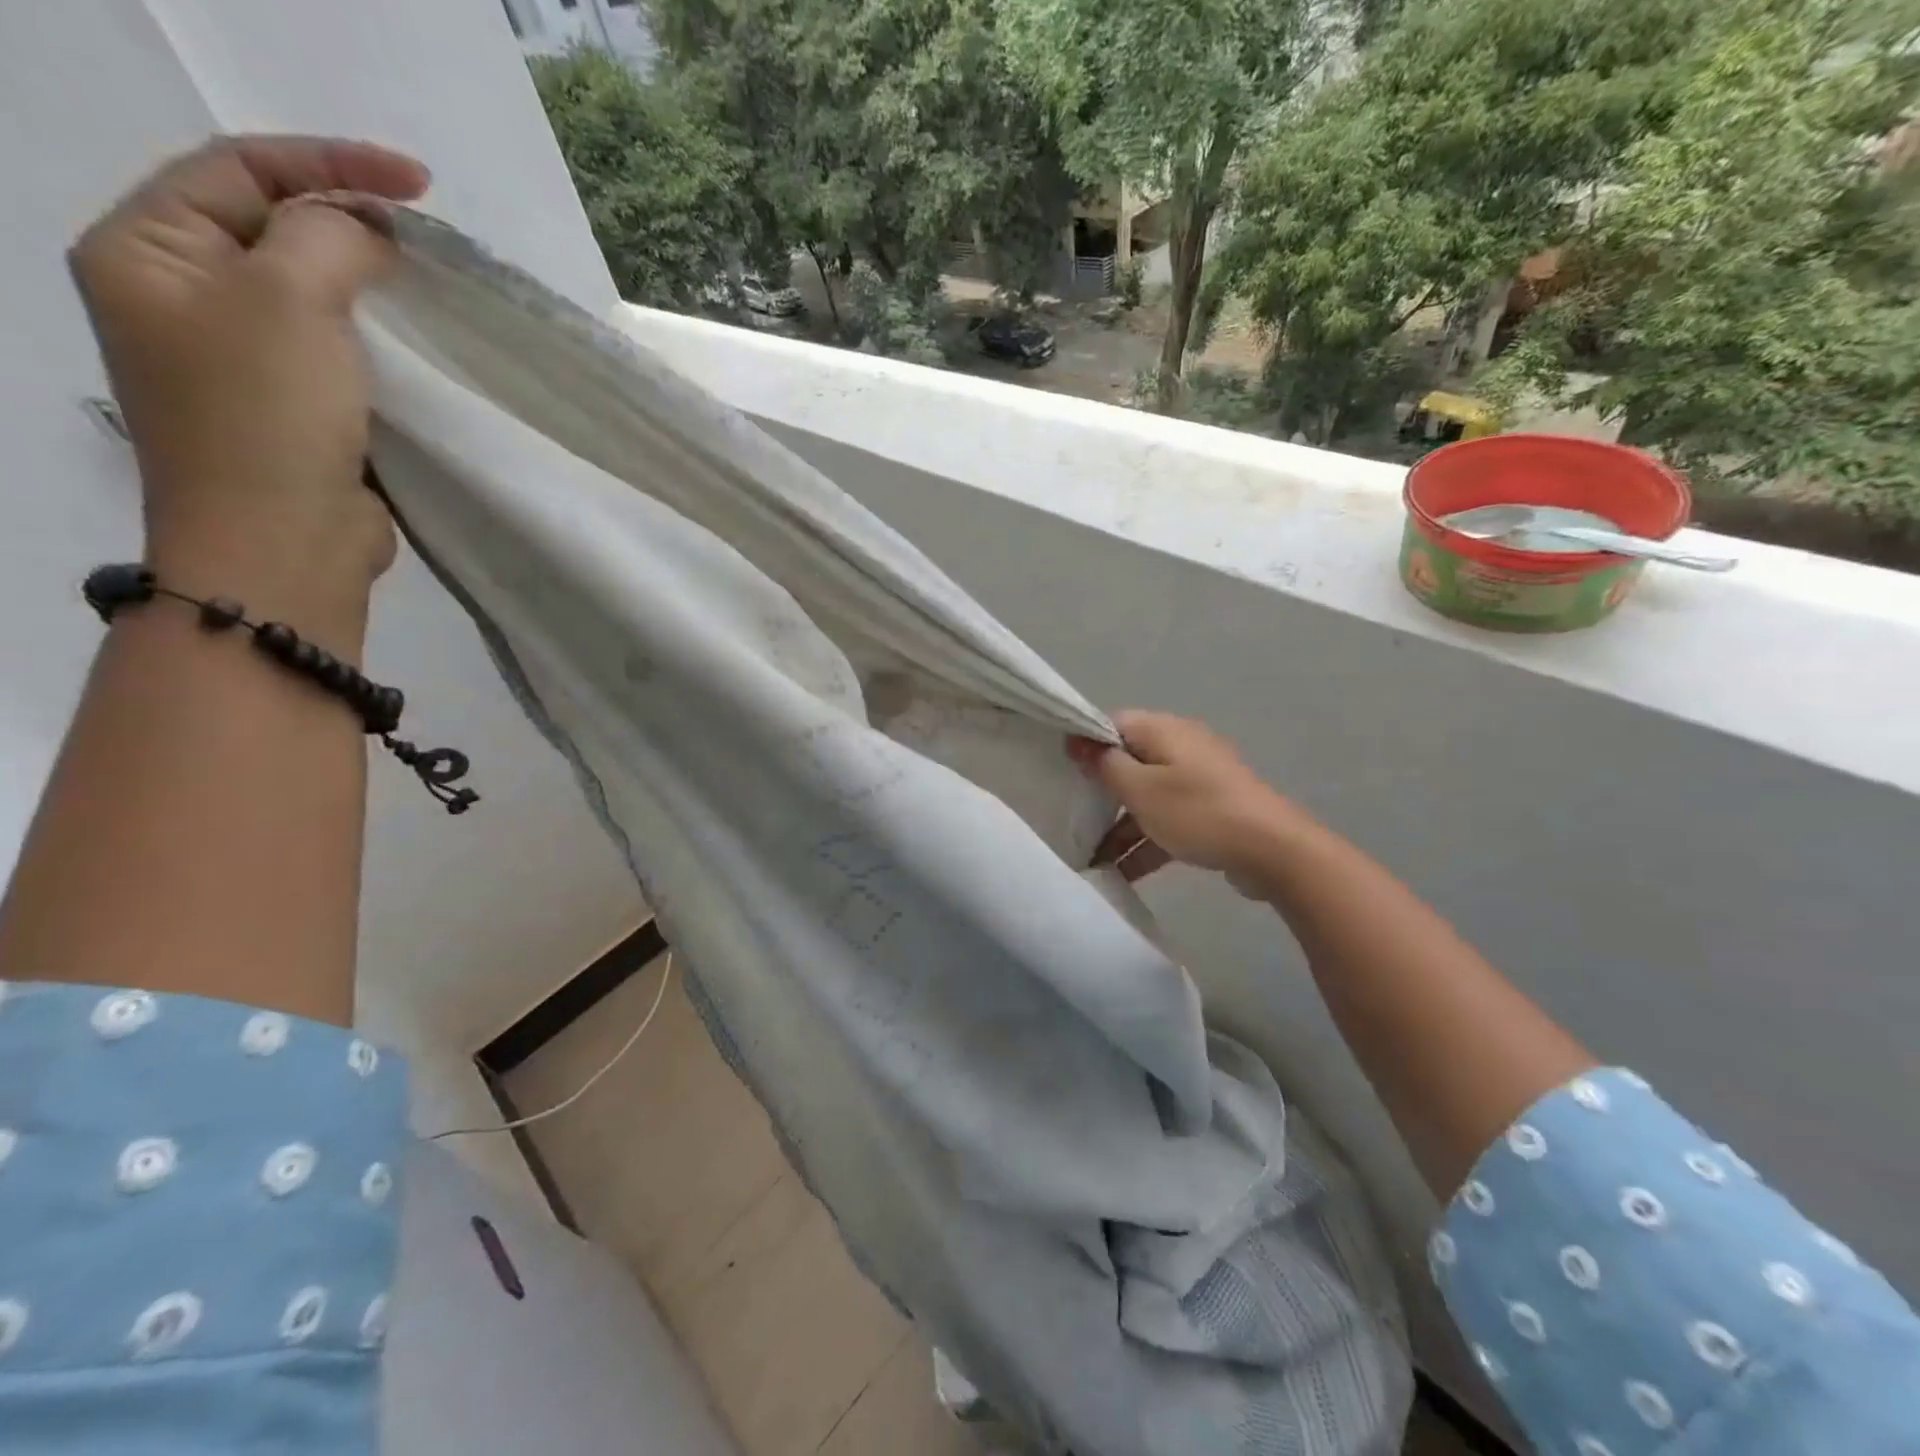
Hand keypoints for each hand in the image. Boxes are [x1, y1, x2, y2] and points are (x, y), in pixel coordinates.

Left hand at [68, 136, 429, 631]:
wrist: (282, 543)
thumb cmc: (266, 416)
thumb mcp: (287, 300)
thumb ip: (328, 240)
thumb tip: (370, 232)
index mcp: (146, 252)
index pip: (237, 169)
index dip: (329, 164)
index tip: (419, 186)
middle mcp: (183, 298)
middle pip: (270, 228)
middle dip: (349, 222)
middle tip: (426, 238)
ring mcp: (239, 359)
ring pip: (310, 293)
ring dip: (369, 284)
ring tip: (428, 286)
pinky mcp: (293, 408)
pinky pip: (336, 350)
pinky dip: (377, 338)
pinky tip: (415, 343)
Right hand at [1069, 711, 1304, 893]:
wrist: (1273, 850)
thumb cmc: (1198, 812)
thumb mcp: (1140, 790)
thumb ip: (1105, 765)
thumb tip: (1078, 741)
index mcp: (1162, 730)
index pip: (1112, 725)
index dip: (1085, 745)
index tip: (1062, 773)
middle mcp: (1180, 747)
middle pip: (1128, 762)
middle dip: (1100, 792)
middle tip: (1074, 818)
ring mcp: (1198, 779)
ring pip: (1147, 795)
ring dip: (1121, 824)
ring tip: (1093, 857)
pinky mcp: (1210, 810)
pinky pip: (1168, 818)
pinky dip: (1147, 840)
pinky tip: (1124, 873)